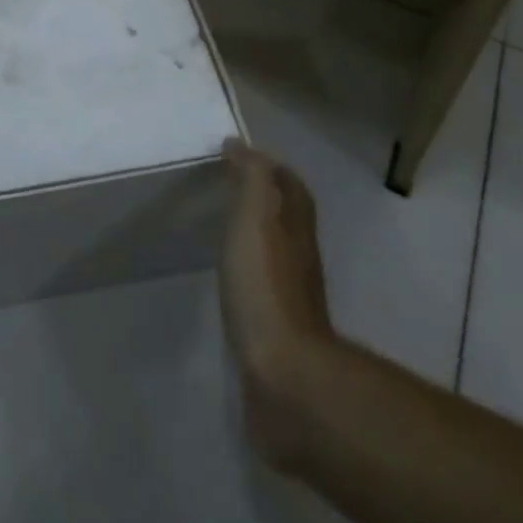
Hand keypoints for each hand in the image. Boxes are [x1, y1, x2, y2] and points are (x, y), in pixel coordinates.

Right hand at [220, 138, 336, 466]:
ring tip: (221, 229)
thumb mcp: (256, 216)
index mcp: (295, 225)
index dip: (270, 167)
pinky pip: (261, 285)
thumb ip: (252, 177)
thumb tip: (239, 145)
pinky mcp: (276, 330)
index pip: (290, 185)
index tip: (238, 154)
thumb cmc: (266, 285)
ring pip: (275, 251)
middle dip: (263, 199)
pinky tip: (227, 277)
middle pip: (287, 216)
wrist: (284, 376)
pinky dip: (247, 271)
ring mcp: (291, 296)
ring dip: (255, 236)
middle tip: (225, 188)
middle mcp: (300, 255)